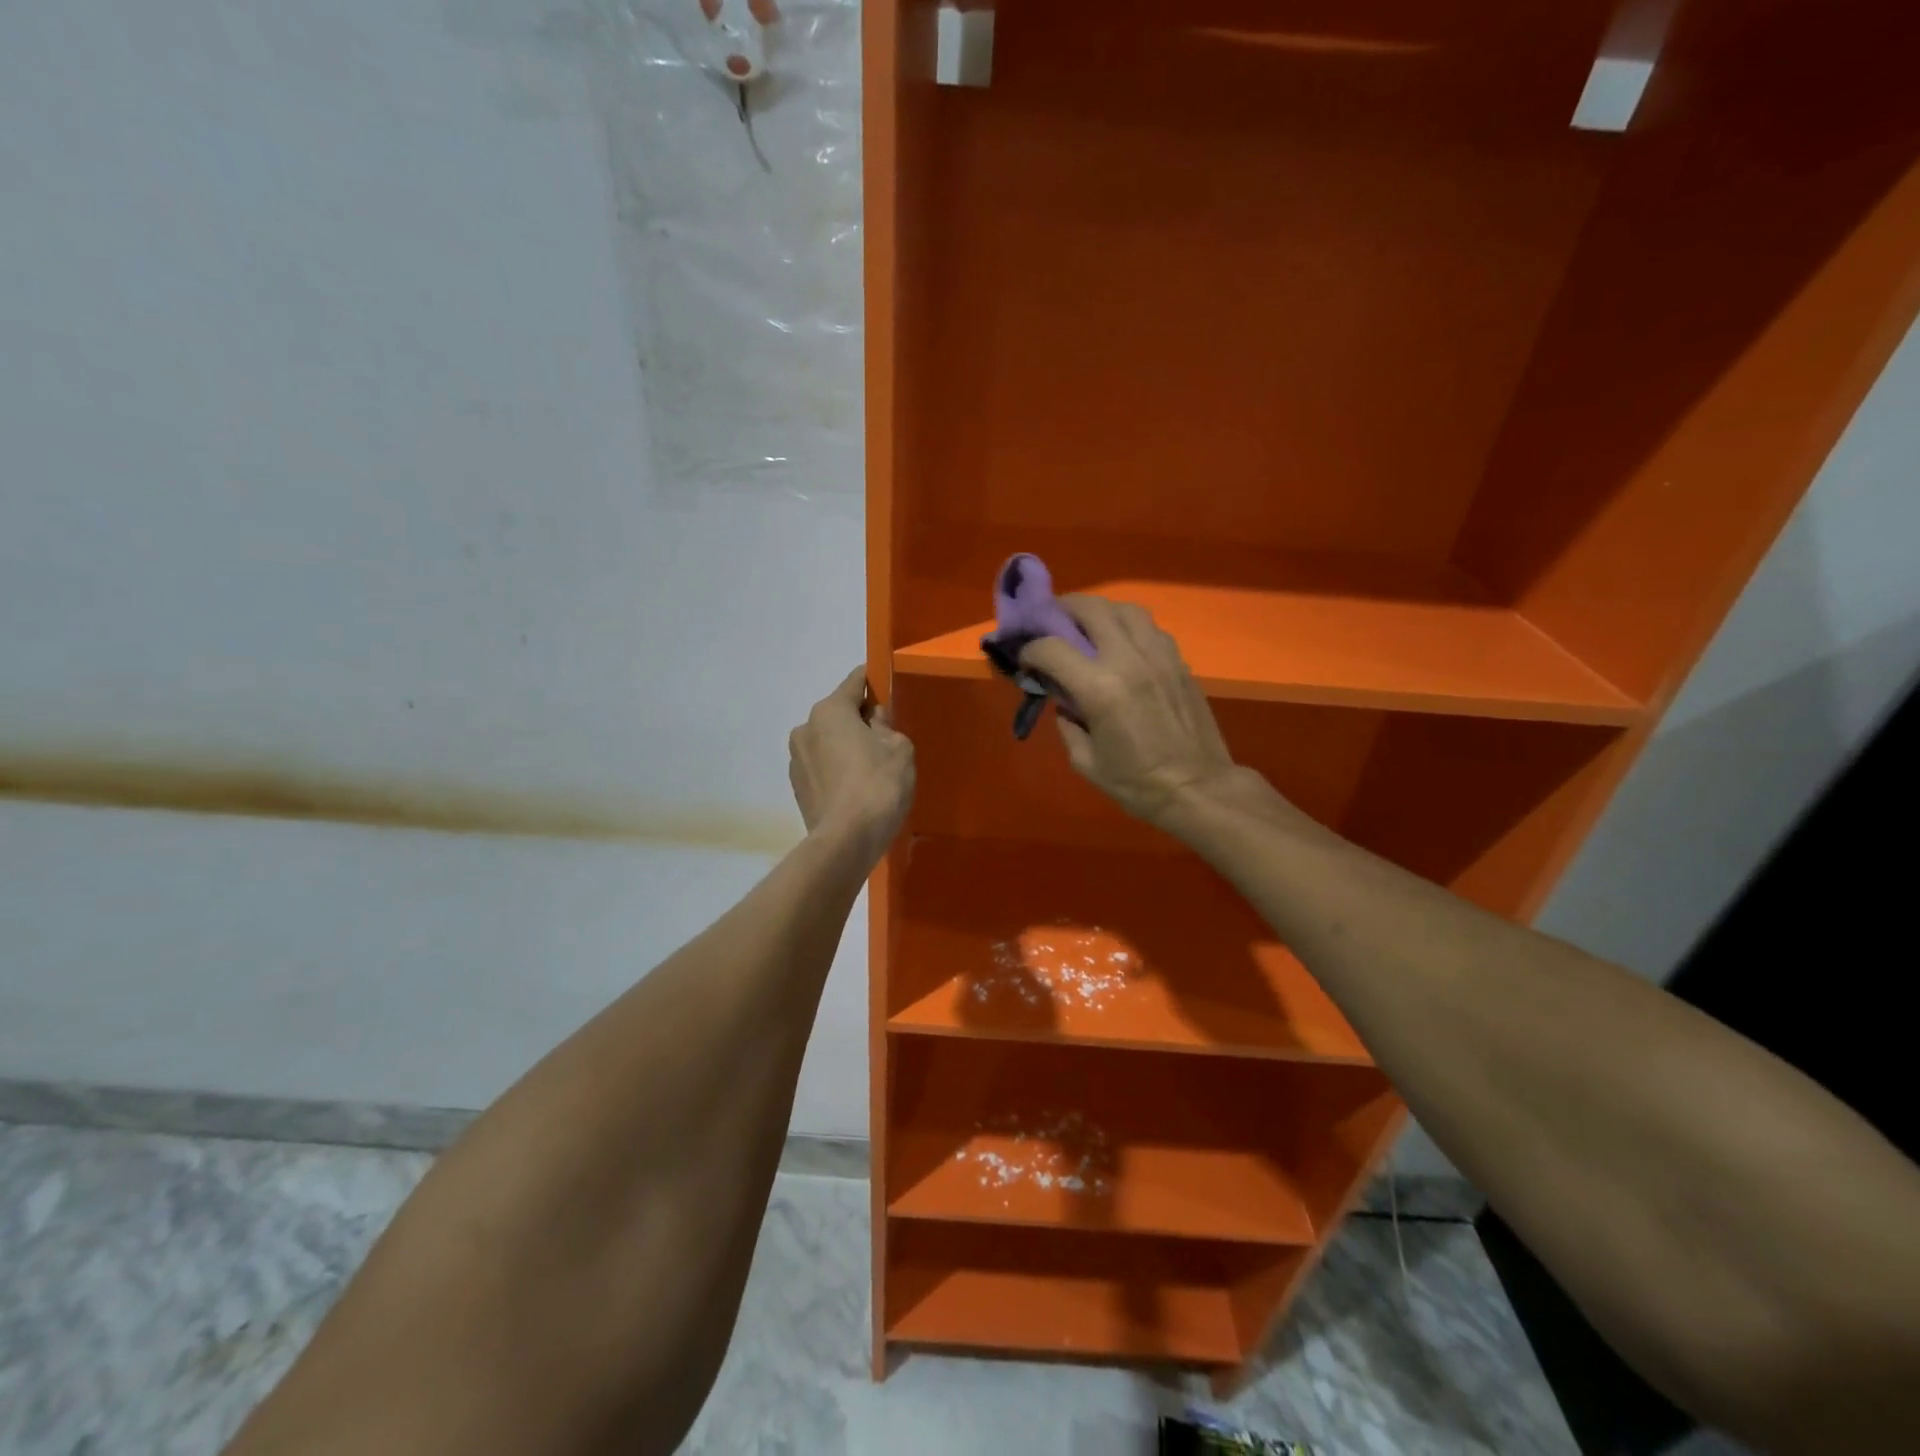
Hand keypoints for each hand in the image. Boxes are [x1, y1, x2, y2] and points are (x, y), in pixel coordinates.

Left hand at [788, 668, 914, 861]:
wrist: (846, 841)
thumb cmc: (877, 785)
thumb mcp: (899, 748)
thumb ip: (886, 726)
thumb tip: (873, 721)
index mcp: (830, 710)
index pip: (855, 681)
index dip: (873, 682)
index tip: (886, 687)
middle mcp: (805, 728)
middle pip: (839, 713)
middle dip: (860, 720)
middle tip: (885, 739)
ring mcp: (796, 759)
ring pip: (828, 742)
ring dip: (846, 747)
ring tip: (870, 771)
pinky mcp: (797, 787)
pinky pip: (822, 767)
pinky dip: (837, 771)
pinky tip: (855, 790)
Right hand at [1018, 598, 1246, 828]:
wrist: (1197, 788)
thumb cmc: (1137, 784)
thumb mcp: (1085, 761)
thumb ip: (1068, 723)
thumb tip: (1065, 701)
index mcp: (1100, 689)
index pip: (1051, 647)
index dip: (1030, 650)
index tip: (1026, 660)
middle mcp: (1128, 660)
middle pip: (1090, 609)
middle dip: (1062, 610)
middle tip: (1050, 622)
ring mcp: (1158, 656)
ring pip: (1125, 609)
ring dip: (1099, 611)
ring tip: (1087, 626)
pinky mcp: (1178, 661)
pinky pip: (1149, 627)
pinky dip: (1128, 626)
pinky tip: (1121, 643)